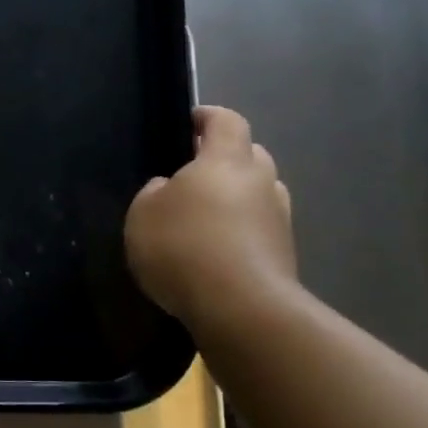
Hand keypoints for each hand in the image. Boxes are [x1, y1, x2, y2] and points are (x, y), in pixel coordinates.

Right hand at [124, 105, 296, 333]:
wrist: (241, 310)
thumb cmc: (183, 247)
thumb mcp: (143, 214)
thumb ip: (154, 192)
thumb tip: (169, 188)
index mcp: (226, 161)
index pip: (226, 121)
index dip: (208, 117)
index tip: (190, 121)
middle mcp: (261, 182)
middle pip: (250, 155)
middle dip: (226, 157)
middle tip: (194, 173)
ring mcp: (279, 219)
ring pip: (260, 193)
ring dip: (238, 197)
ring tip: (206, 216)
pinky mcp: (285, 255)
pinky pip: (260, 228)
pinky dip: (242, 231)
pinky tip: (216, 251)